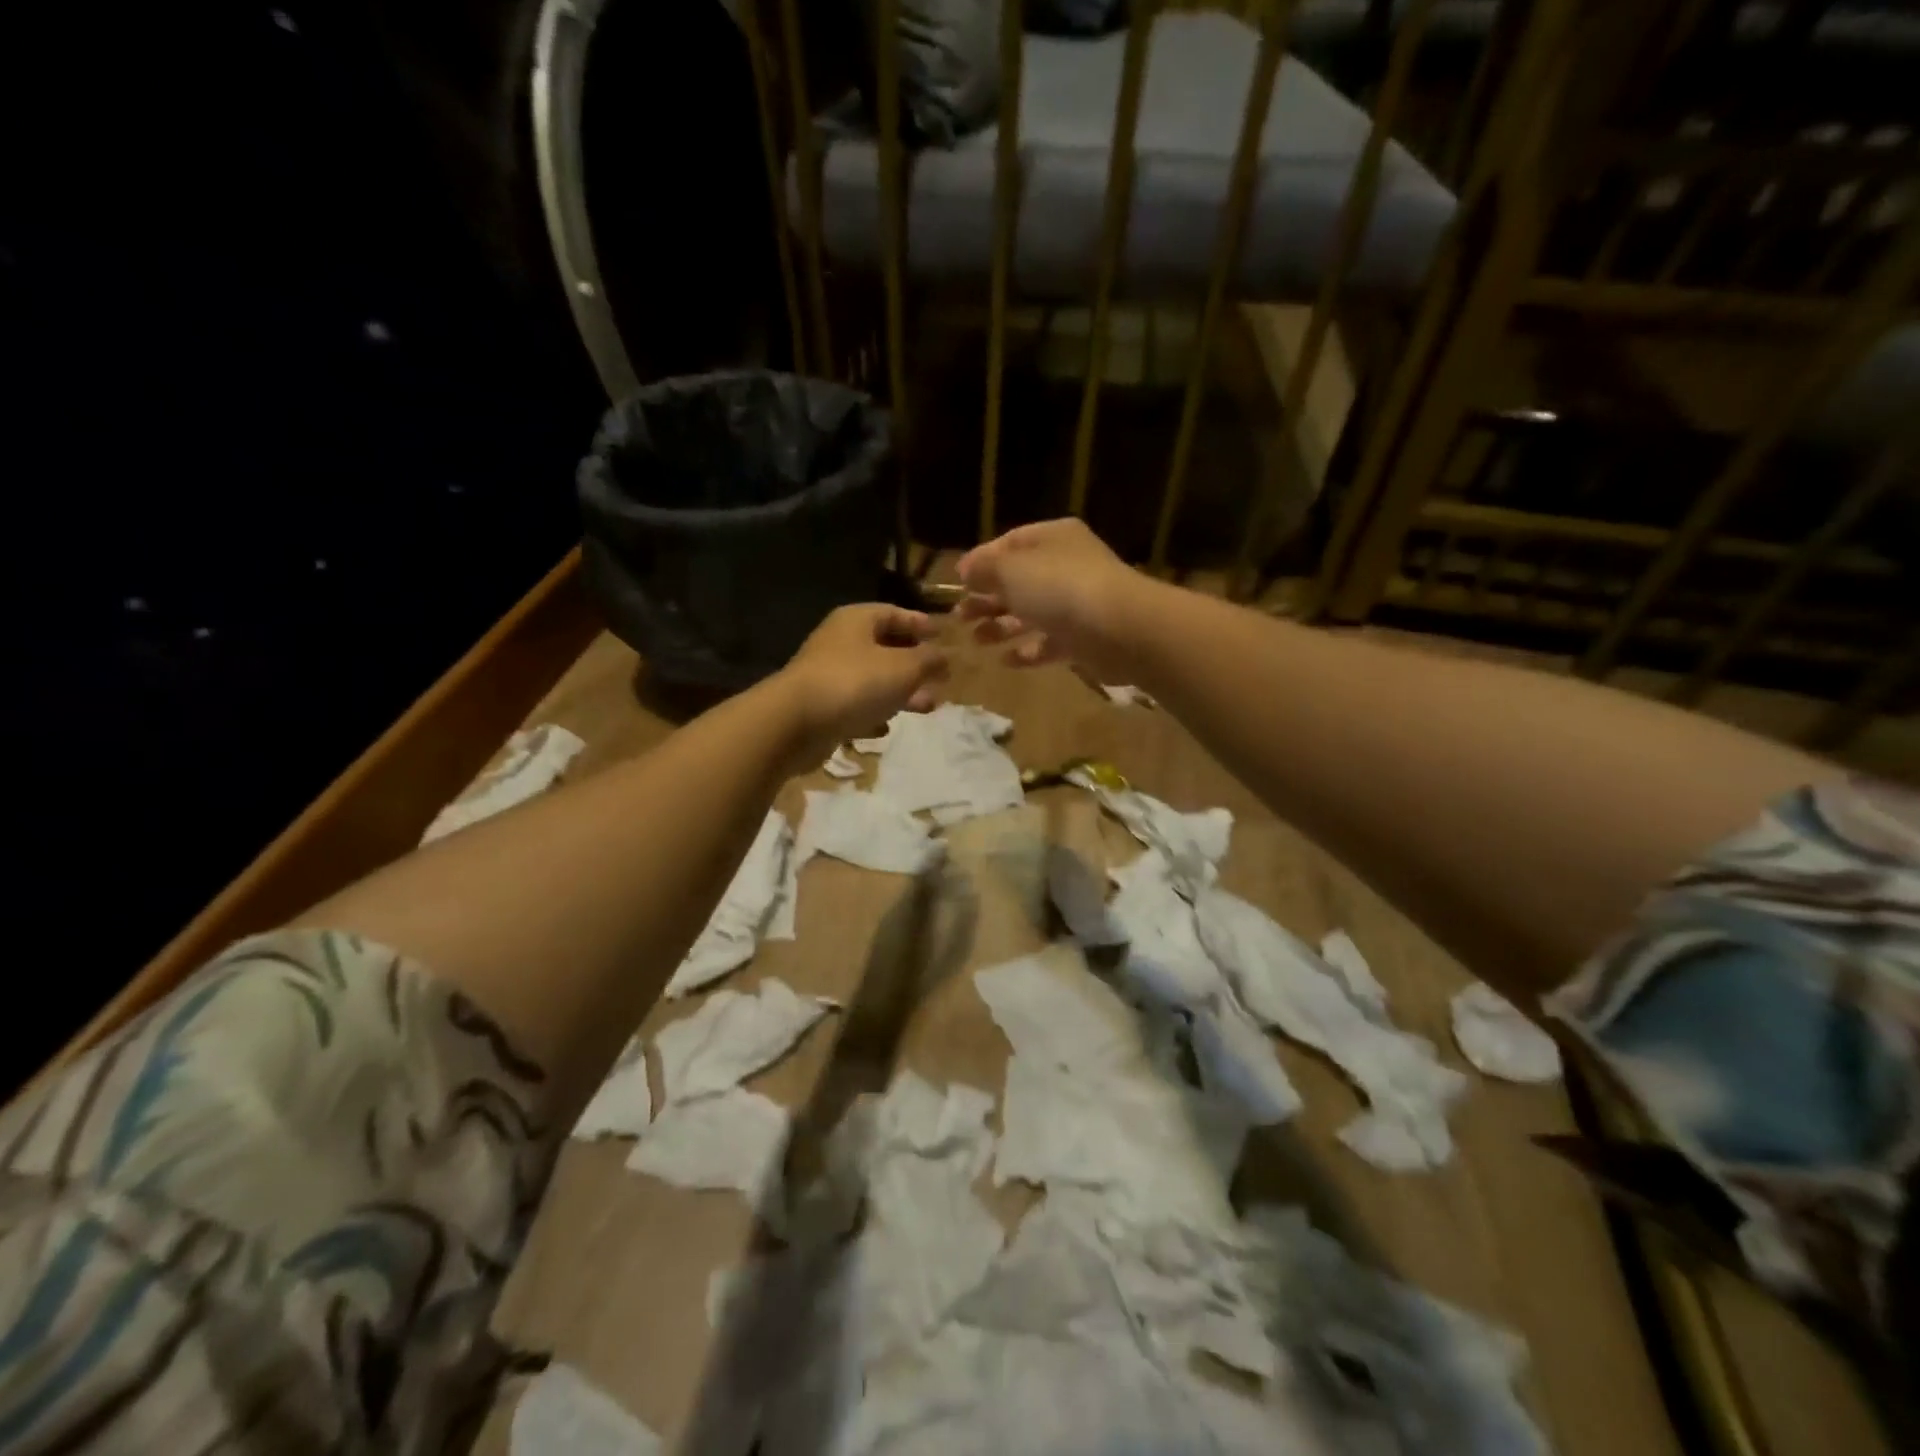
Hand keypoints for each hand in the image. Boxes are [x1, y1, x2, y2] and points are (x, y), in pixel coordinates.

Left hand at [780, 604, 949, 754]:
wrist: (795, 723)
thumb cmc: (854, 683)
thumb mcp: (904, 668)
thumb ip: (929, 660)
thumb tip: (945, 656)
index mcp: (857, 620)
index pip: (894, 613)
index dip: (920, 623)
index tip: (942, 636)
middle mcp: (840, 641)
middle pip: (884, 647)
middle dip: (915, 664)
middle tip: (940, 678)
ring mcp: (827, 674)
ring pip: (873, 679)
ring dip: (900, 692)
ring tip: (926, 707)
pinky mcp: (820, 706)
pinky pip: (854, 705)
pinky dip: (873, 712)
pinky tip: (885, 727)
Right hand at [955, 519, 1151, 679]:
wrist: (1119, 628)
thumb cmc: (1059, 588)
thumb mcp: (1011, 570)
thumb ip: (984, 569)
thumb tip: (966, 570)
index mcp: (1052, 538)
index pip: (1010, 543)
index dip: (981, 561)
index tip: (957, 582)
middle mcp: (1066, 566)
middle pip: (1019, 581)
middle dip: (988, 598)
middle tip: (960, 617)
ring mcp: (1077, 604)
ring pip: (1032, 613)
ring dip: (1002, 626)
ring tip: (977, 640)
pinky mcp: (1084, 639)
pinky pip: (1050, 643)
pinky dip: (1028, 651)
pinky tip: (1006, 661)